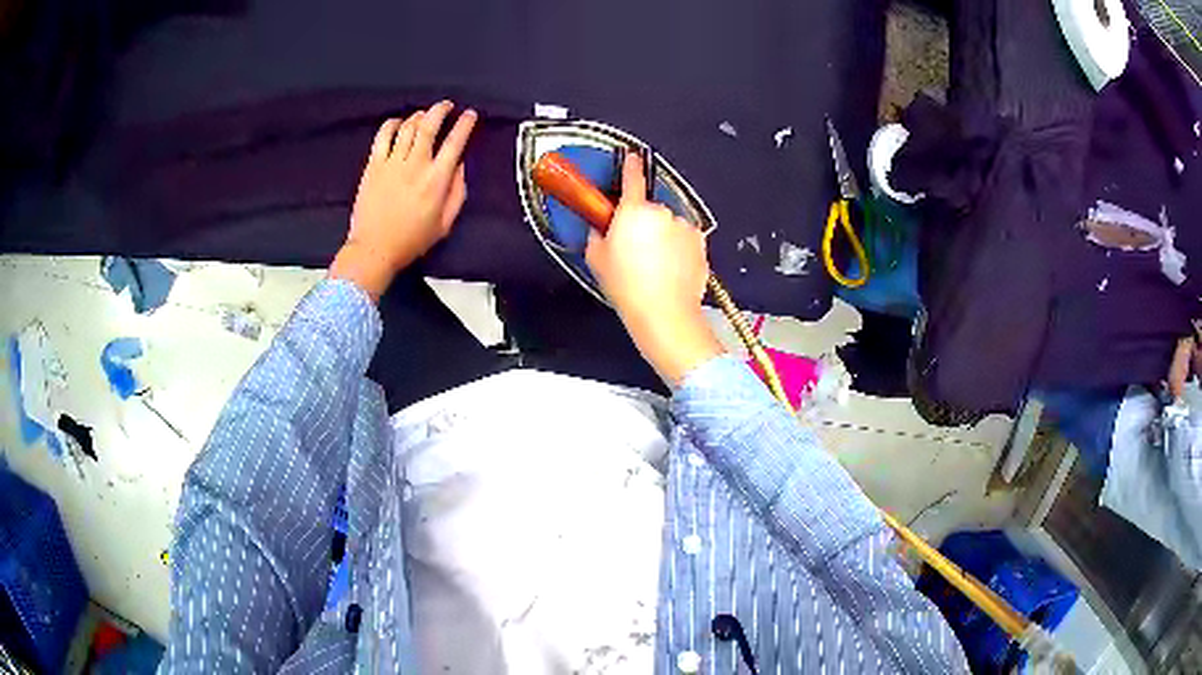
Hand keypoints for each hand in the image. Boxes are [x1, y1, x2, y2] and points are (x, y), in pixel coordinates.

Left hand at [330, 101, 477, 300]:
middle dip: (441, 110)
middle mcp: (416, 165)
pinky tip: (397, 122)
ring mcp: (392, 163)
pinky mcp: (374, 166)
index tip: (470, 115)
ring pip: (408, 127)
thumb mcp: (445, 223)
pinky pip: (383, 136)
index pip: (455, 142)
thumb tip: (459, 166)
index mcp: (436, 180)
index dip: (465, 124)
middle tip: (447, 106)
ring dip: (419, 116)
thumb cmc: (412, 240)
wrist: (374, 248)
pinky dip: (392, 124)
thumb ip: (457, 192)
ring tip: (425, 115)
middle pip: (429, 125)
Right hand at [586, 153, 723, 384]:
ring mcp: (685, 227)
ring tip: (655, 266)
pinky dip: (679, 250)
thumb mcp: (597, 259)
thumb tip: (602, 227)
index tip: (632, 156)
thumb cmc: (625, 285)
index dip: (630, 165)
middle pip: (650, 210)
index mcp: (634, 211)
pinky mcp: (700, 244)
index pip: (632, 178)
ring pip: (669, 226)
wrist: (664, 312)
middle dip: (644, 223)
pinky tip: (671, 271)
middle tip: (635, 250)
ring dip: (663, 237)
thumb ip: (597, 234)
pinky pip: (685, 240)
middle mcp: (662, 212)